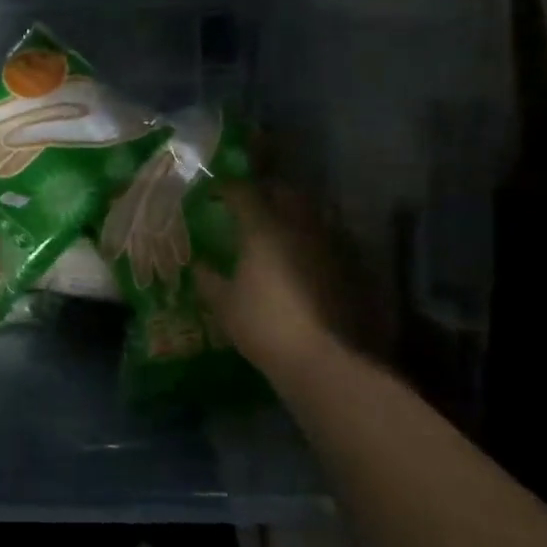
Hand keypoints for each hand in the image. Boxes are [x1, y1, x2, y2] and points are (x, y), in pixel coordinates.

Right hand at [194, 182, 345, 380]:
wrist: (320, 358)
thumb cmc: (262, 324)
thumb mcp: (223, 303)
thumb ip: (208, 278)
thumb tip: (198, 264)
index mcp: (263, 230)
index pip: (242, 192)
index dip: (226, 187)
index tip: (214, 192)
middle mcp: (298, 227)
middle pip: (284, 193)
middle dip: (266, 192)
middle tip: (249, 203)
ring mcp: (328, 245)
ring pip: (309, 213)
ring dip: (292, 213)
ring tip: (276, 227)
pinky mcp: (348, 267)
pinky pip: (326, 239)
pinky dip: (310, 239)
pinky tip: (301, 256)